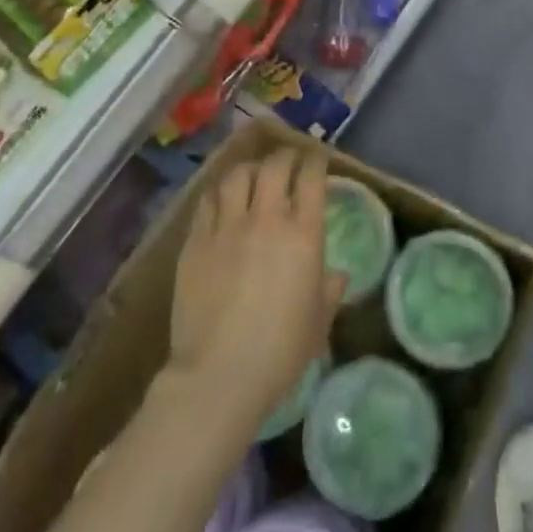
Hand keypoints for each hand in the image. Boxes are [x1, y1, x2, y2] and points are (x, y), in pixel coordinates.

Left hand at [169, 147, 345, 428]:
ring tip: (253, 174)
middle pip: (274, 166)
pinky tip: (223, 197)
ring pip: (237, 175)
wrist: (219, 375)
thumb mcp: (319, 321)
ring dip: (250, 169)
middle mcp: (266, 219)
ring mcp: (227, 227)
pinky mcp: (196, 240)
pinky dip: (220, 191)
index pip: (311, 177)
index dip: (315, 160)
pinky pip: (208, 200)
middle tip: (289, 161)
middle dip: (285, 156)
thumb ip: (330, 290)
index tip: (317, 158)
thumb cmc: (280, 352)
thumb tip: (336, 274)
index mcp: (303, 234)